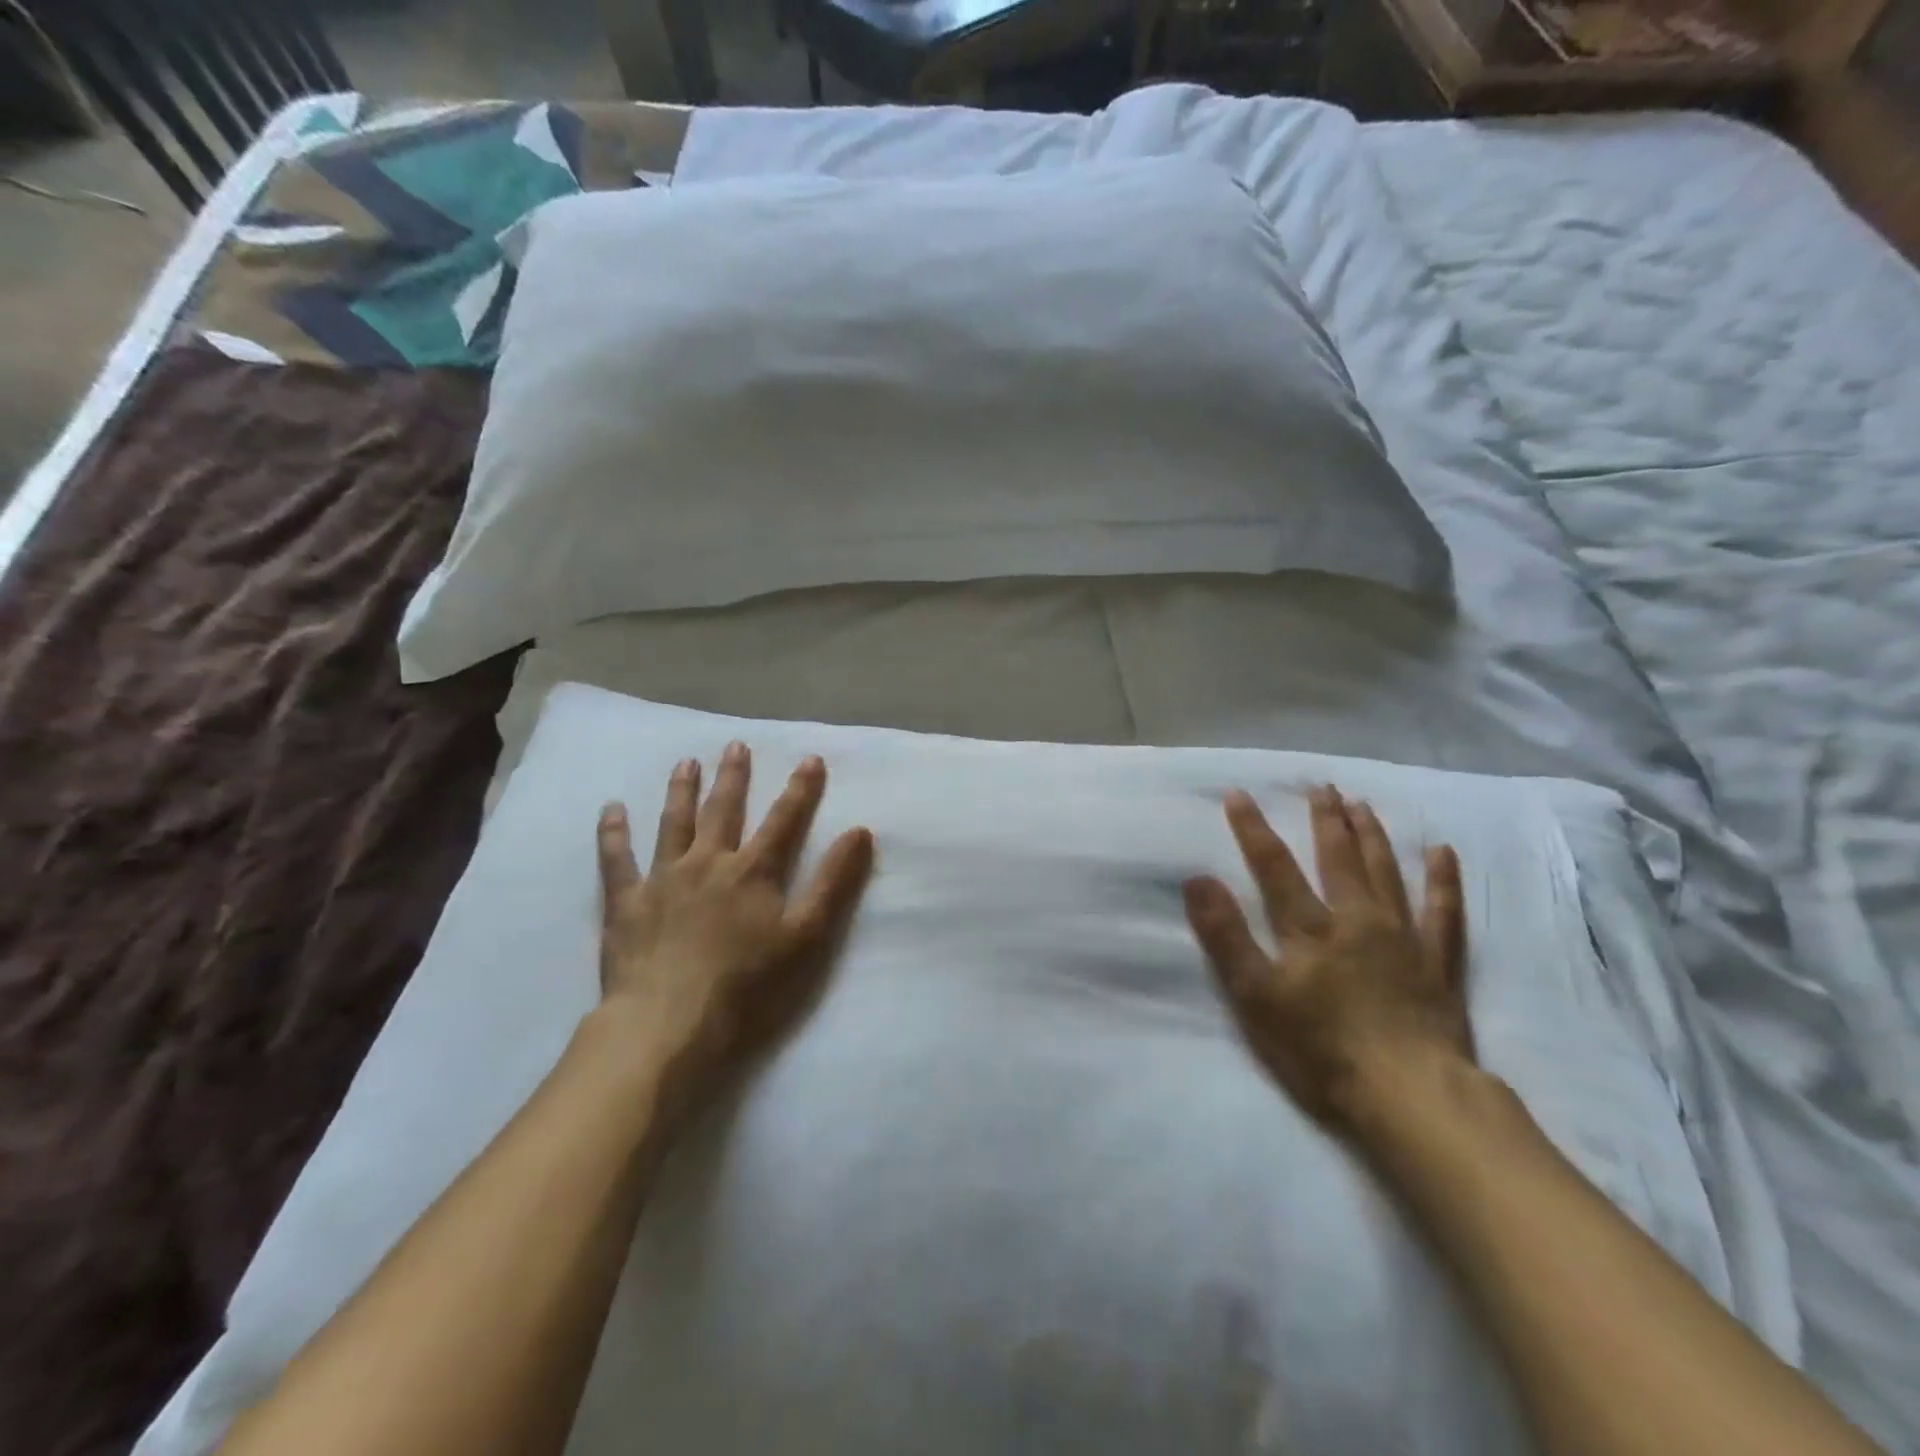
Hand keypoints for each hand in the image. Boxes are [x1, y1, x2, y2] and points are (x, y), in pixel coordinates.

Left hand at [596, 741, 873, 1132]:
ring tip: (686, 763)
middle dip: (734, 777)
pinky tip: (611, 809)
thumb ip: (833, 882)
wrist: (669, 1024)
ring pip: (673, 824)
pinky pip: (616, 860)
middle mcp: (708, 863)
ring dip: (682, 791)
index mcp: (753, 872)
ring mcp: (663, 879)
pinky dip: (613, 833)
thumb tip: (860, 832)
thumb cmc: (747, 986)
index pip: (784, 821)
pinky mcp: (626, 902)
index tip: (810, 759)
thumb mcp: (806, 936)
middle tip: (735, 745)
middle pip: (724, 811)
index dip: (801, 789)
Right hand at [1183, 785, 1469, 1138]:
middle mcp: (1356, 919)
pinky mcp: (1438, 964)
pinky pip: (1444, 913)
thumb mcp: (1255, 995)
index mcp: (1309, 928)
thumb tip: (1197, 879)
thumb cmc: (1320, 1048)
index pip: (1274, 866)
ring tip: (1362, 805)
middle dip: (1325, 820)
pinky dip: (1443, 881)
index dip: (1253, 829)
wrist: (1409, 1096)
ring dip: (1372, 836)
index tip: (1240, 795)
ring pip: (1386, 874)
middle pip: (1337, 859)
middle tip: (1321, 786)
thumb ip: (1226, 936)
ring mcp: (1402, 938)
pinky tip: (1442, 852)